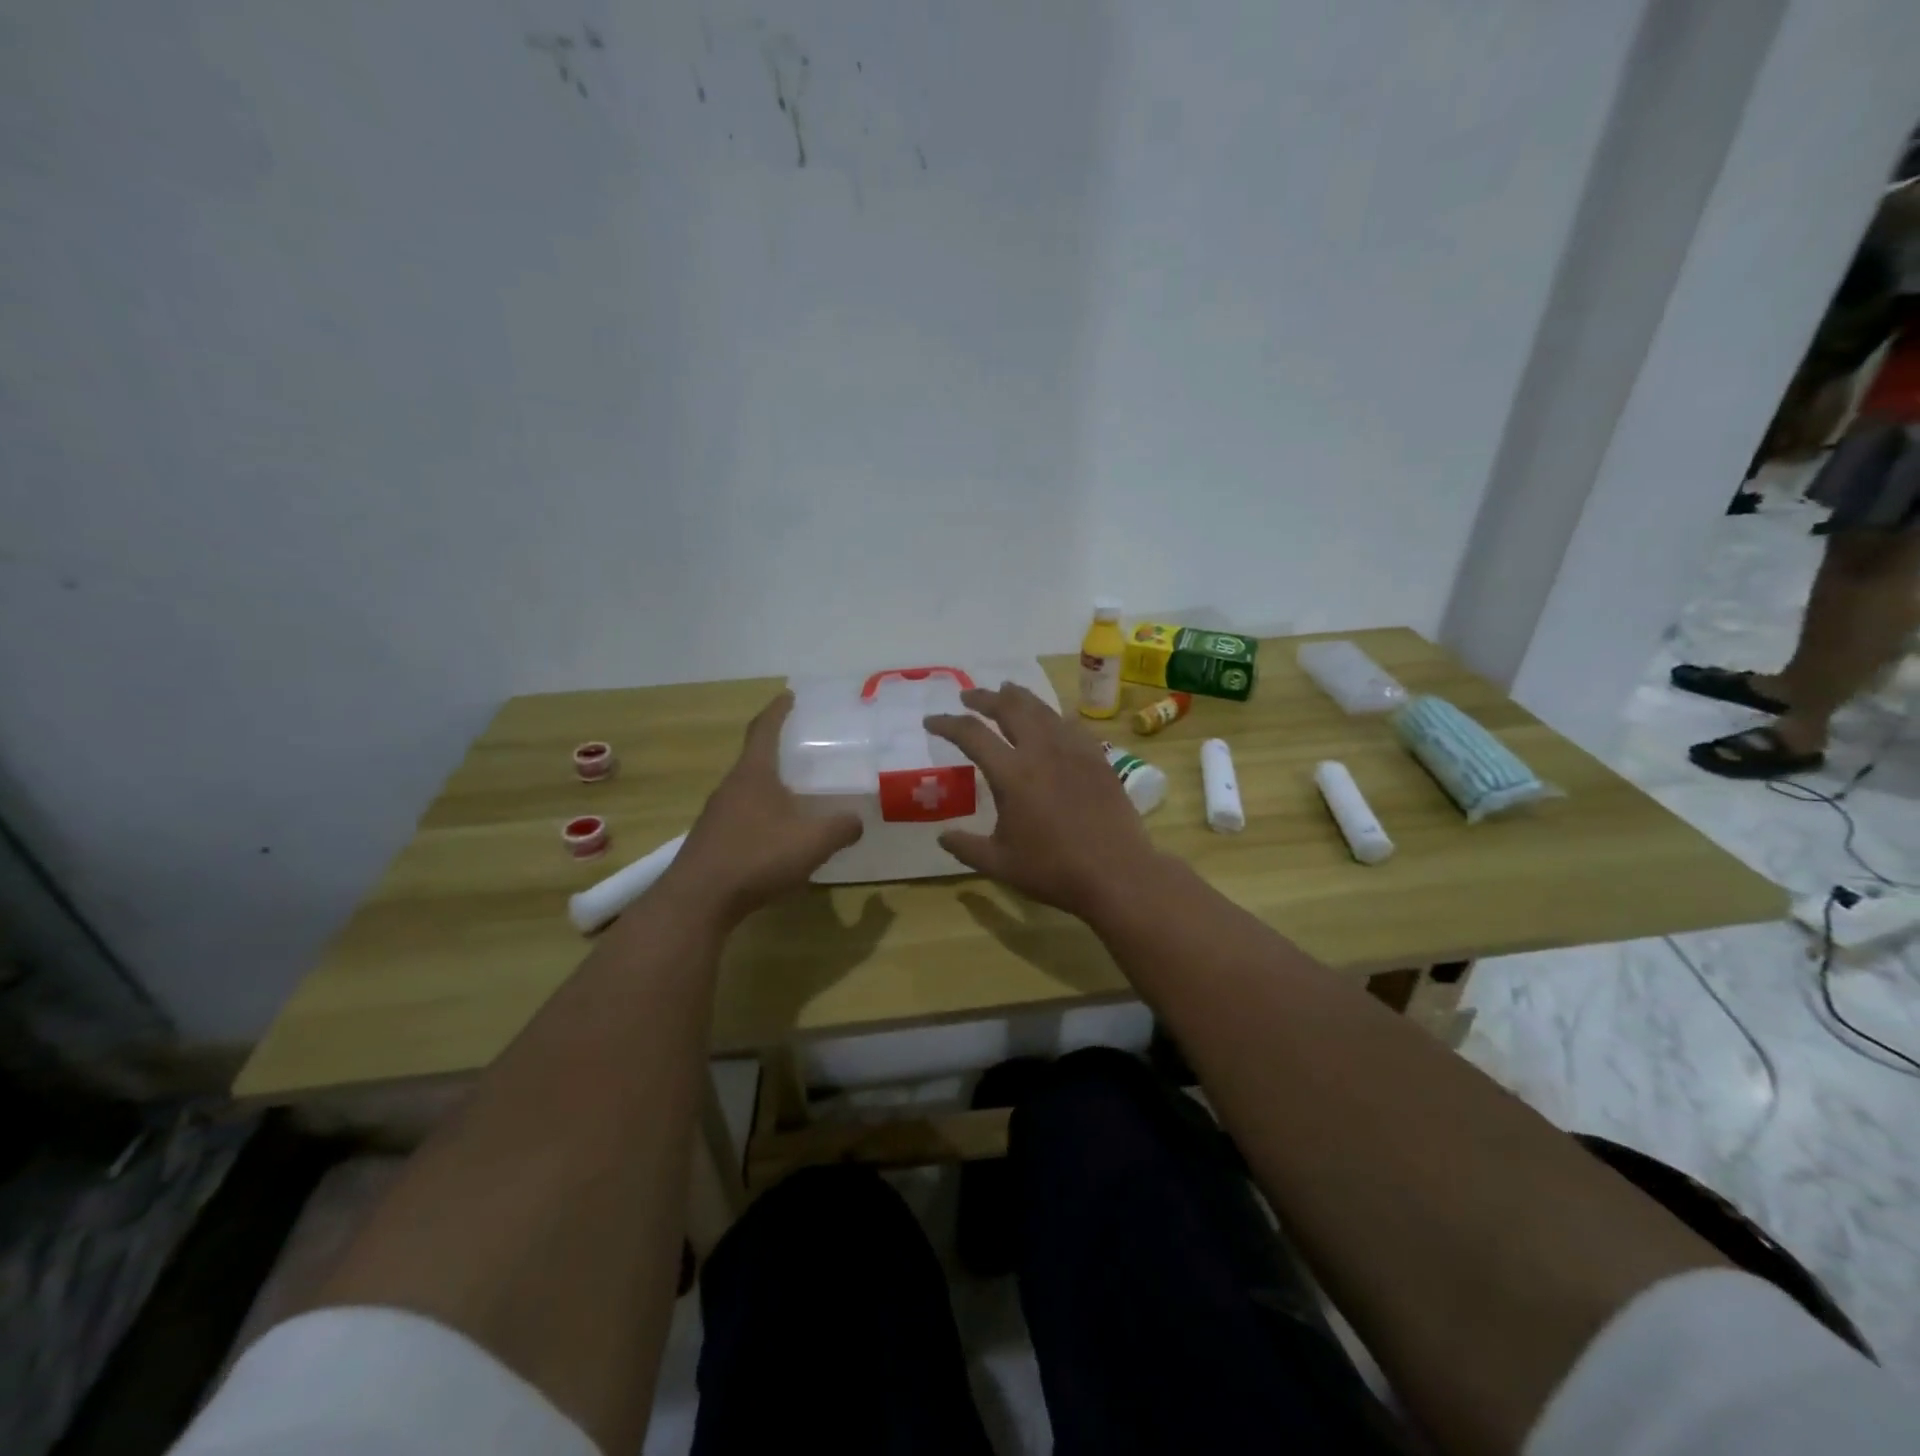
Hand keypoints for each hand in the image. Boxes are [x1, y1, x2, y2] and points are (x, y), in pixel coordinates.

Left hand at [667, 691, 862, 921]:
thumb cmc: (757, 857)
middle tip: (806, 751)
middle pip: (755, 759)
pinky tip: (778, 836)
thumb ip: (841, 828)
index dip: (778, 711)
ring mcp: (717, 815)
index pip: (764, 729)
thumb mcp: (813, 841)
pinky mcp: (712, 841)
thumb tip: (856, 821)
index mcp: (754, 774)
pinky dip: (763, 816)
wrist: (698, 900)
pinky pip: (743, 817)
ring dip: (771, 788)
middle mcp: (731, 787)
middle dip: (778, 751)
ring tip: (798, 795)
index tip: (789, 696)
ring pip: (748, 790)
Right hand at [925, 683, 1159, 919]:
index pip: (971, 734)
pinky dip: (1051, 715)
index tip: (931, 721)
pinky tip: (1050, 720)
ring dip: (1018, 697)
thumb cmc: (1054, 870)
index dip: (947, 724)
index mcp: (1012, 774)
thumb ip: (966, 847)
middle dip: (984, 698)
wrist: (1117, 873)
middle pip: (1009, 708)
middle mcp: (1041, 751)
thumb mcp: (999, 864)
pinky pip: (1069, 725)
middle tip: (968, 696)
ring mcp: (1073, 750)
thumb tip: (942, 836)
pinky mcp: (1097, 758)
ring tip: (1006, 691)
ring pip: (1042, 709)